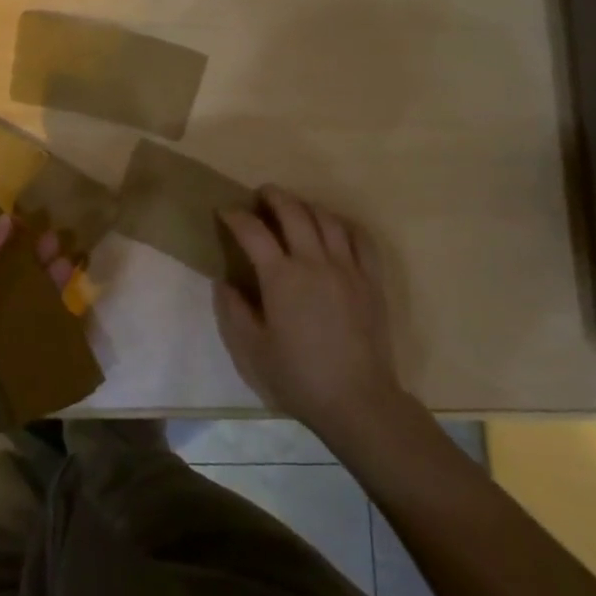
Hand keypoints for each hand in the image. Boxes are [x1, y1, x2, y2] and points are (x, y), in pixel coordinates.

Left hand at [0, 216, 75, 468]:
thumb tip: (8, 218)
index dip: (7, 244)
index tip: (34, 223)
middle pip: (11, 287)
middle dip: (34, 265)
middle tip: (60, 242)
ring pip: (27, 316)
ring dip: (48, 293)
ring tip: (72, 266)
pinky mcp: (12, 380)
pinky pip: (37, 353)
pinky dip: (55, 336)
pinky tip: (78, 315)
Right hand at [215, 187, 407, 448]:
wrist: (357, 400)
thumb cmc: (298, 377)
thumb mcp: (252, 350)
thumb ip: (234, 310)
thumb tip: (224, 282)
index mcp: (281, 278)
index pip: (253, 232)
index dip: (235, 216)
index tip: (224, 211)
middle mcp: (314, 262)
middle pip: (293, 213)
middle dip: (273, 197)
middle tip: (261, 195)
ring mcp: (347, 268)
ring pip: (327, 219)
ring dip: (307, 206)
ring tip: (295, 207)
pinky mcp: (371, 280)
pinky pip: (361, 238)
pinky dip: (344, 224)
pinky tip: (335, 227)